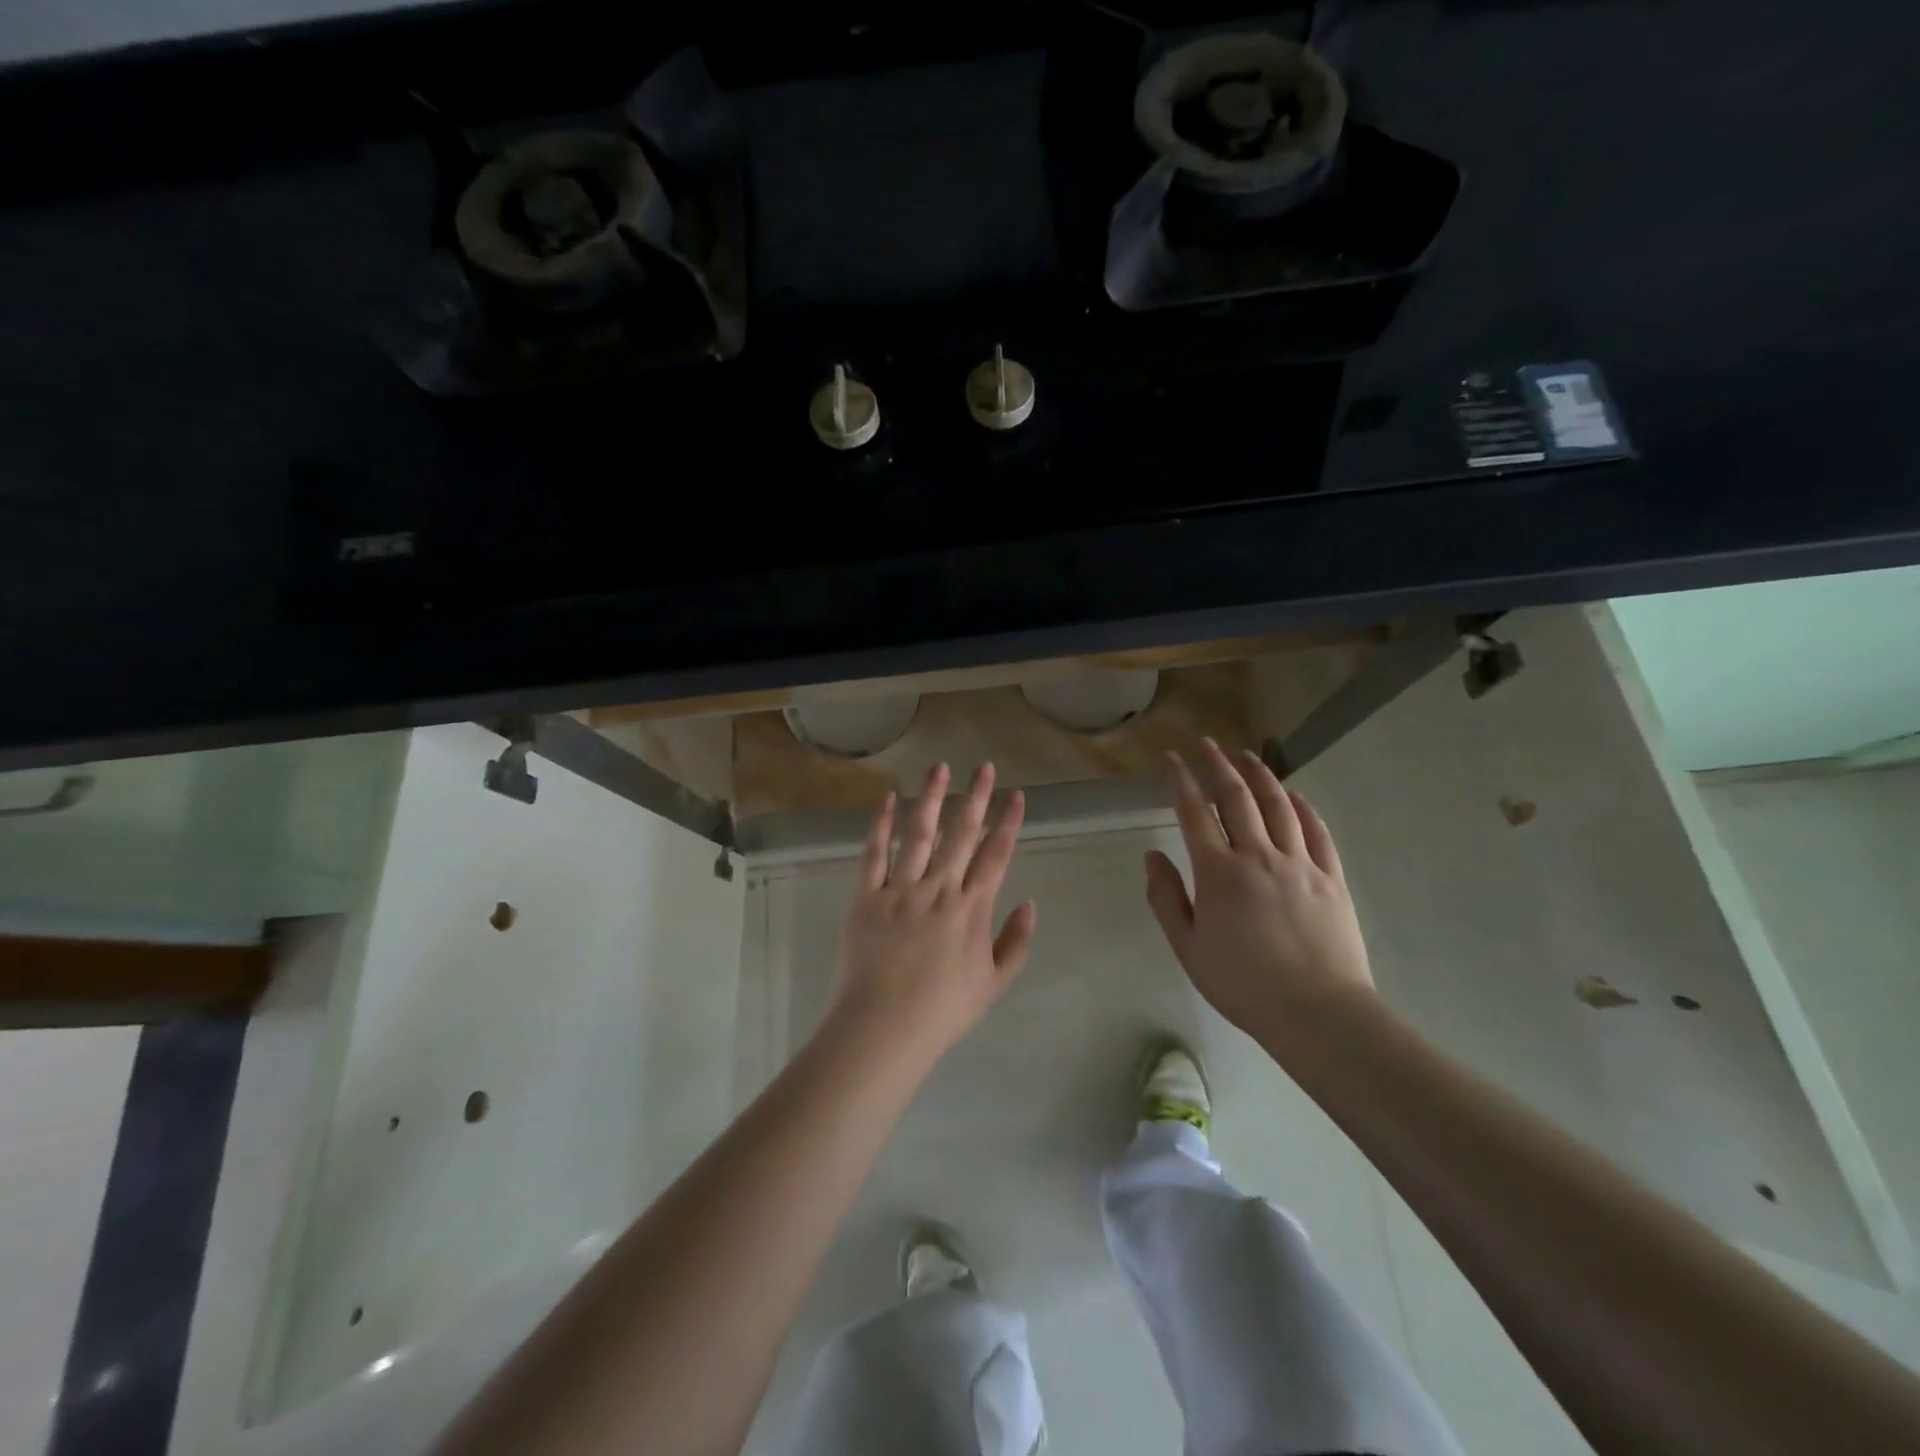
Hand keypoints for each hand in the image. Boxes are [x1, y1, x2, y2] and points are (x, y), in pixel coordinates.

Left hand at [830, 762, 1036, 1063]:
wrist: (885, 1027)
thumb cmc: (943, 1010)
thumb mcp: (994, 984)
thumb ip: (1016, 942)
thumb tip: (1030, 903)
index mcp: (971, 908)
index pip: (996, 855)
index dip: (1008, 822)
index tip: (1016, 795)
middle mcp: (939, 888)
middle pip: (961, 834)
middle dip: (975, 798)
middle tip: (984, 766)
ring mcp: (900, 889)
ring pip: (919, 834)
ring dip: (932, 799)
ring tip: (939, 769)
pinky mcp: (866, 896)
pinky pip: (874, 854)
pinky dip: (881, 825)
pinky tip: (889, 799)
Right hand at [1144, 739, 1374, 1052]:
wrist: (1317, 1013)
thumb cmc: (1243, 984)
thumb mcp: (1188, 948)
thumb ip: (1165, 898)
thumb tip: (1152, 855)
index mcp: (1219, 873)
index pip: (1195, 812)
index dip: (1181, 780)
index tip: (1172, 759)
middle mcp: (1259, 856)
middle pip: (1236, 797)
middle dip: (1217, 764)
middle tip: (1205, 743)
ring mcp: (1300, 864)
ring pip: (1278, 805)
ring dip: (1260, 775)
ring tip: (1246, 755)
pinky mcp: (1331, 877)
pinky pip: (1317, 832)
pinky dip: (1303, 808)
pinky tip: (1294, 796)